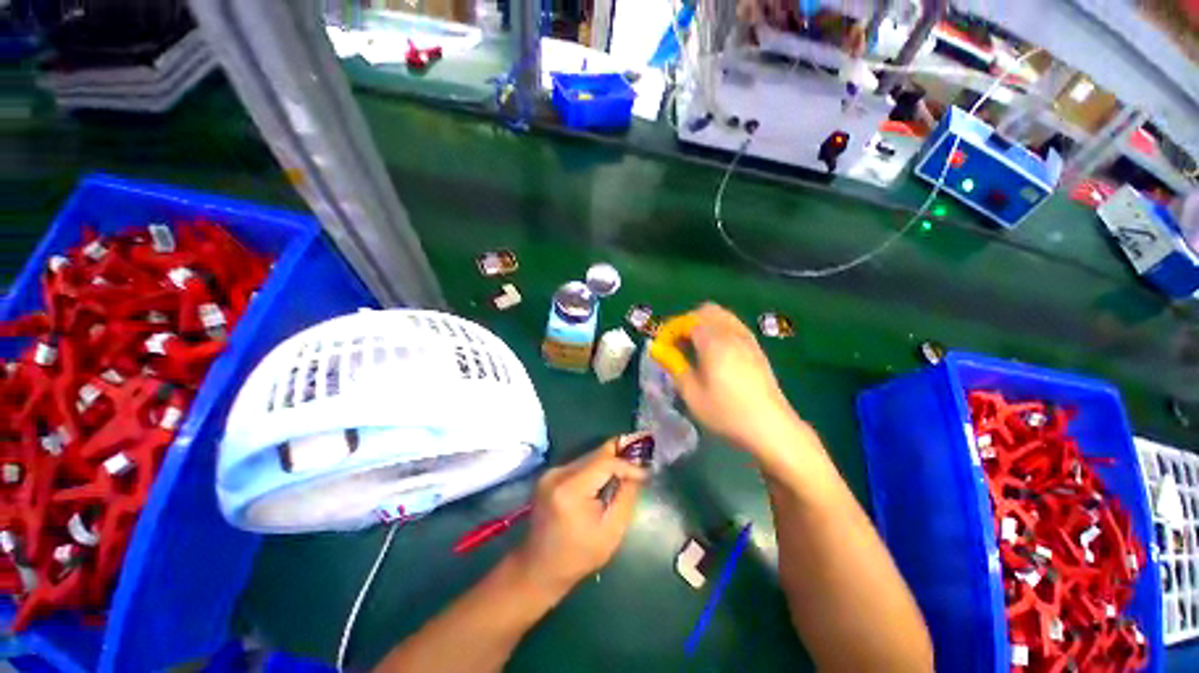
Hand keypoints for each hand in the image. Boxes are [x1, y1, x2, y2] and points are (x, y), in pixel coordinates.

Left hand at [513, 437, 648, 595]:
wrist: (539, 568)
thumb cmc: (578, 556)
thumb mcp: (611, 532)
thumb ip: (626, 497)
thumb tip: (638, 473)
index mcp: (570, 490)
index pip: (604, 463)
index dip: (627, 464)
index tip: (646, 472)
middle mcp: (558, 474)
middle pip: (596, 455)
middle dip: (620, 457)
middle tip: (642, 461)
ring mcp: (551, 473)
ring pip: (588, 457)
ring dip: (608, 462)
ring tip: (628, 469)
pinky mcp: (550, 475)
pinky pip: (580, 464)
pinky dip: (596, 468)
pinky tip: (607, 477)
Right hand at [672, 304, 803, 461]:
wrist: (771, 428)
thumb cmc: (726, 412)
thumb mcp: (692, 394)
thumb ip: (674, 366)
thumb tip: (658, 350)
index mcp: (714, 342)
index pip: (687, 321)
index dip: (671, 330)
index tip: (663, 346)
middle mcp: (732, 333)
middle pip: (707, 311)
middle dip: (688, 322)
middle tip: (678, 344)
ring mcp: (748, 339)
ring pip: (723, 316)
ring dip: (704, 325)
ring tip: (695, 348)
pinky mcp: (757, 349)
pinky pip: (734, 326)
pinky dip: (720, 330)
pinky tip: (716, 354)